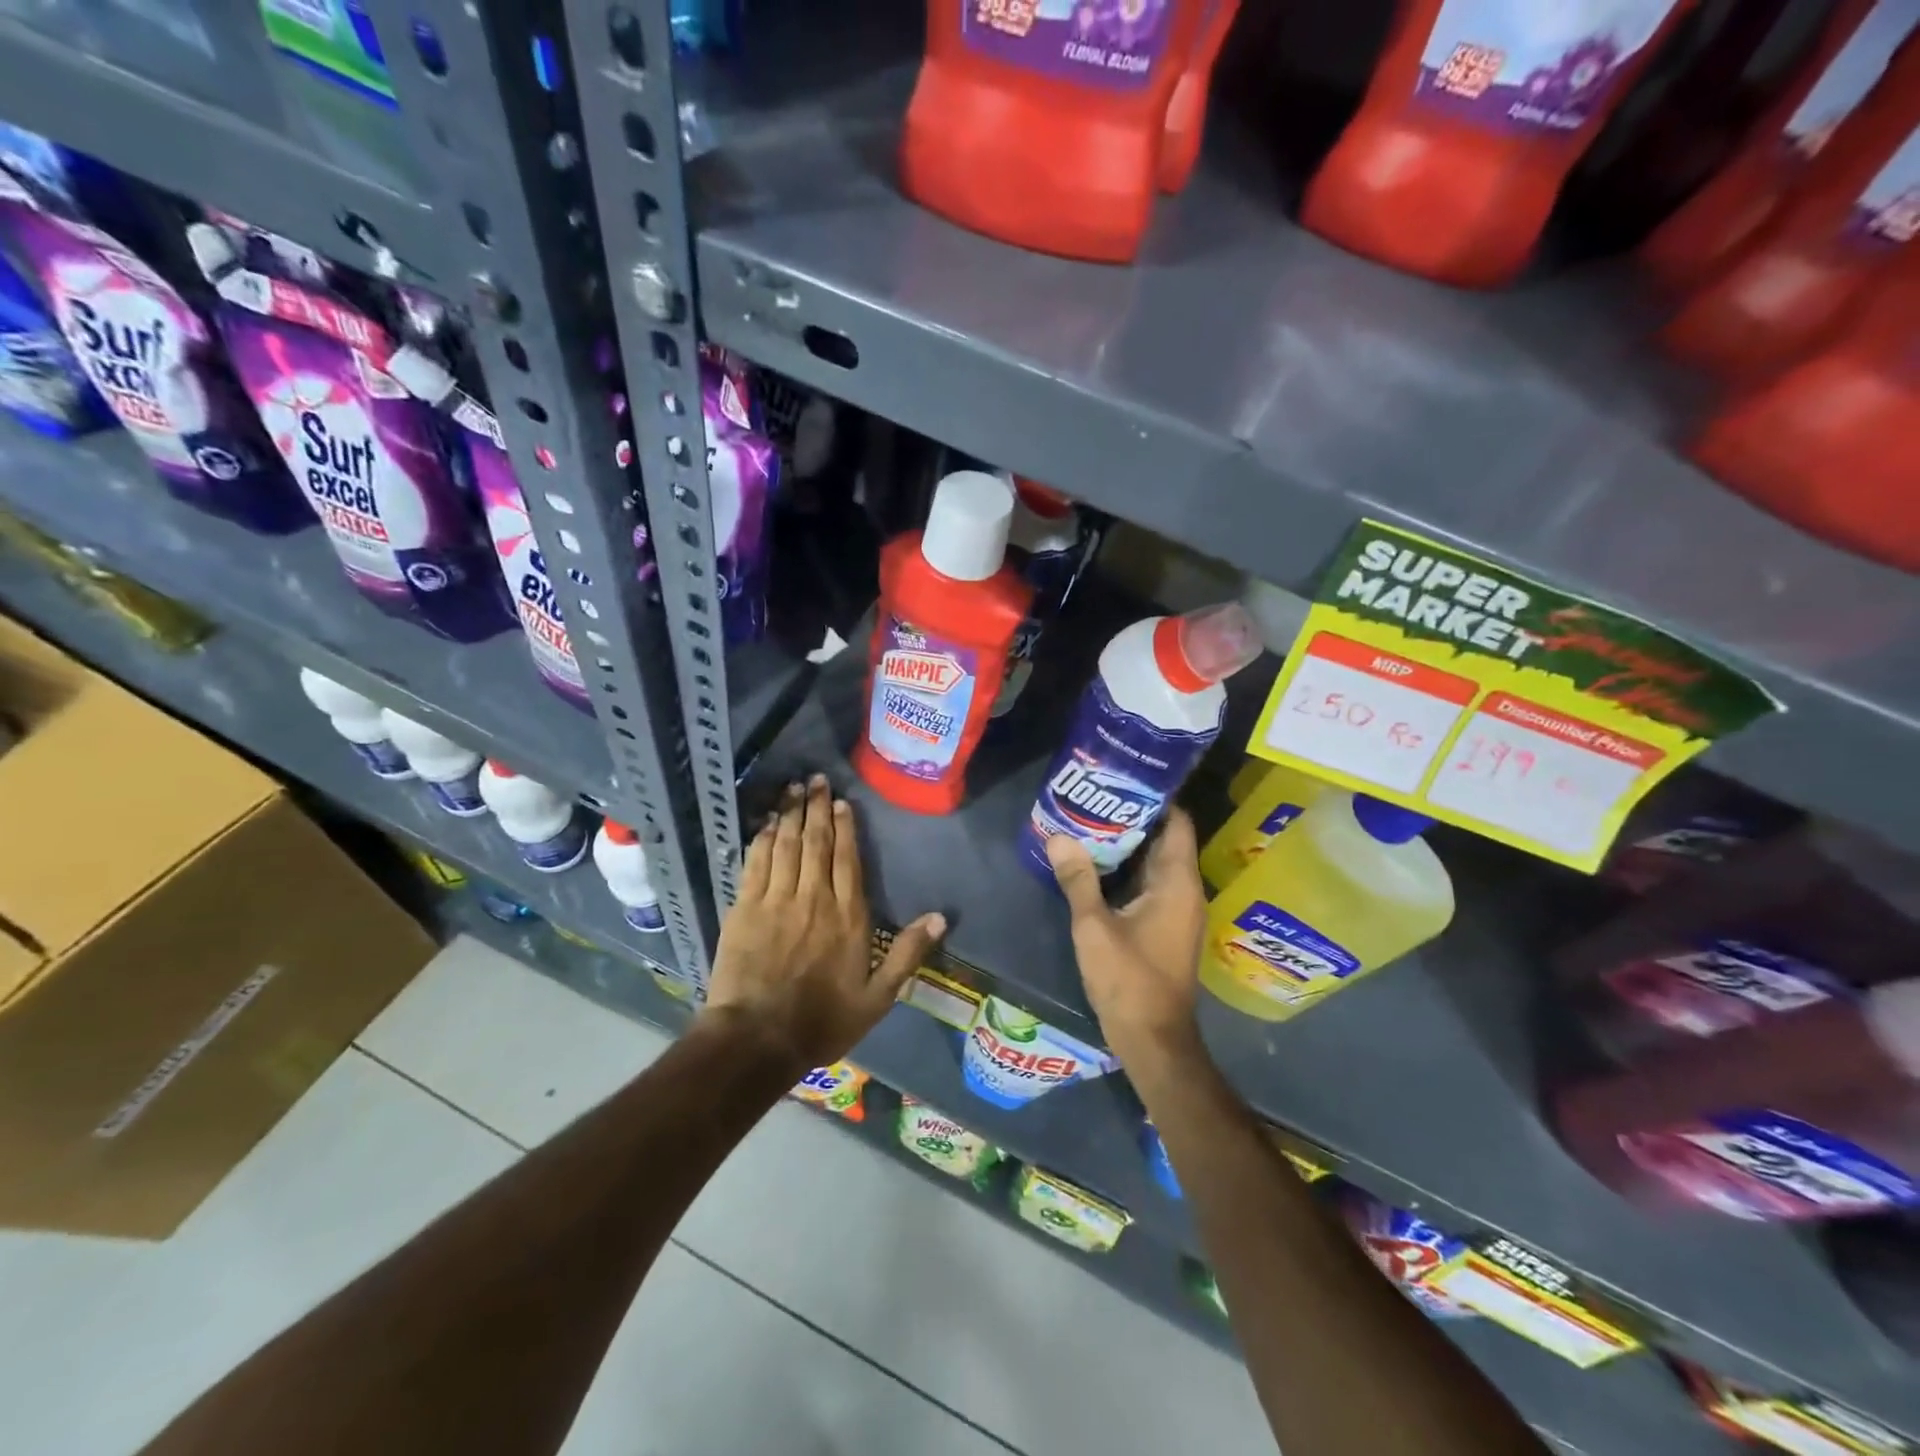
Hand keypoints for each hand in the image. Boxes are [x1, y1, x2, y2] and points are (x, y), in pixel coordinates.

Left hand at [704, 775, 945, 1073]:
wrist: (757, 1039)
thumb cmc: (822, 1021)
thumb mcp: (878, 998)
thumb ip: (908, 954)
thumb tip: (939, 917)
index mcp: (848, 916)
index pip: (847, 859)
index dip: (844, 827)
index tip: (841, 802)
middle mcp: (814, 898)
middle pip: (816, 843)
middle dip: (815, 807)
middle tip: (815, 779)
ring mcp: (776, 900)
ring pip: (785, 845)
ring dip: (789, 813)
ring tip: (793, 788)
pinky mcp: (745, 908)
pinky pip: (755, 863)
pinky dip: (761, 839)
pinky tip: (765, 823)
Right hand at [1046, 808, 1207, 1067]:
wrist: (1152, 1039)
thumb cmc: (1129, 980)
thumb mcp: (1094, 927)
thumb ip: (1078, 879)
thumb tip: (1058, 836)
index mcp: (1177, 883)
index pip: (1176, 823)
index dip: (1154, 797)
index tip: (1122, 778)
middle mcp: (1185, 890)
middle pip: (1165, 839)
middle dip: (1133, 817)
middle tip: (1095, 795)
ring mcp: (1177, 910)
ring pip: (1155, 863)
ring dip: (1128, 844)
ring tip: (1090, 820)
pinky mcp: (1166, 926)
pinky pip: (1150, 884)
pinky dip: (1128, 869)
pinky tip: (1096, 863)